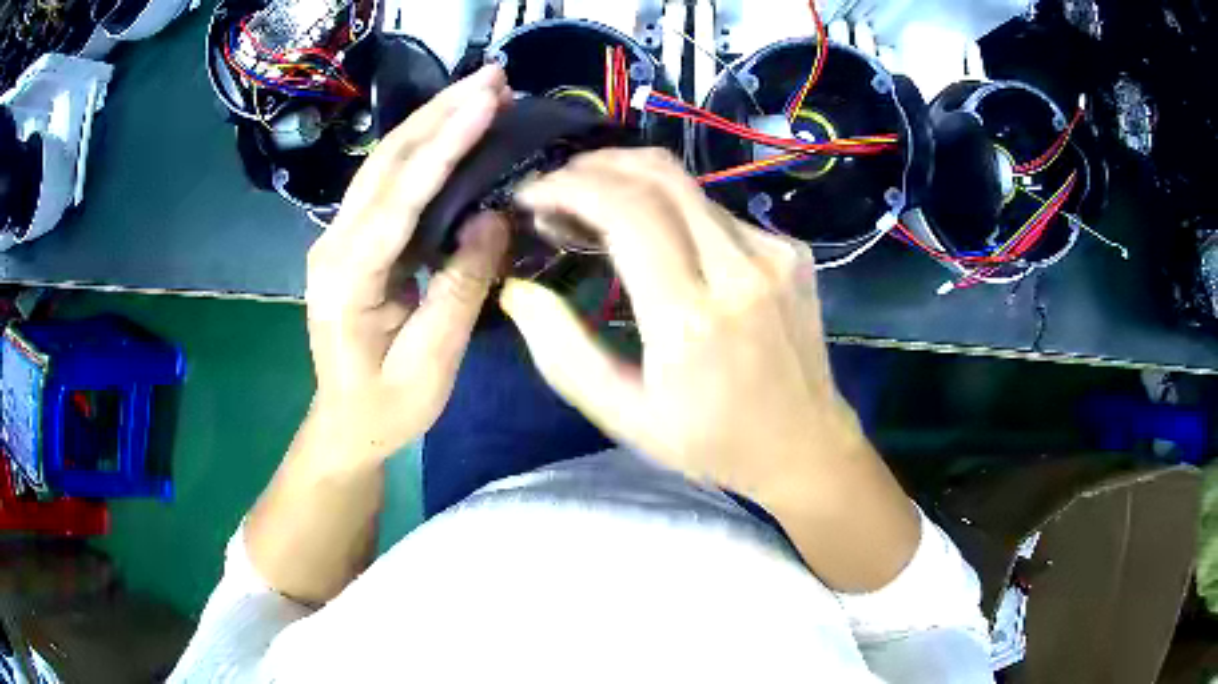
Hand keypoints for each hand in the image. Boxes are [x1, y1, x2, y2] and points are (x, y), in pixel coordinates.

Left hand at [304, 65, 510, 462]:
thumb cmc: (386, 407)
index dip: (445, 144)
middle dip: (440, 111)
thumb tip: (492, 216)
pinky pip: (390, 184)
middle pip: (387, 162)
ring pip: (385, 164)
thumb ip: (460, 287)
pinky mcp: (354, 240)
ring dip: (432, 120)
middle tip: (494, 76)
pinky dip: (424, 149)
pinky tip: (454, 129)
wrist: (345, 424)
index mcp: (347, 278)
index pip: (400, 196)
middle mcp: (334, 244)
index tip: (487, 100)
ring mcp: (339, 238)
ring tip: (481, 90)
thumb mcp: (431, 361)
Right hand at [501, 149, 918, 590]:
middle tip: (558, 187)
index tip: (532, 193)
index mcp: (692, 319)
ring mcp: (774, 253)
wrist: (805, 445)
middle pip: (659, 175)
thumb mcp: (625, 416)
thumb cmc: (711, 442)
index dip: (569, 187)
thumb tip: (519, 289)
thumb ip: (564, 352)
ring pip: (688, 186)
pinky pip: (717, 211)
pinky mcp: (792, 251)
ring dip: (630, 184)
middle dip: (595, 166)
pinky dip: (672, 209)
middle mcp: (740, 269)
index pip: (626, 211)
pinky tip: (658, 239)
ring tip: (595, 210)